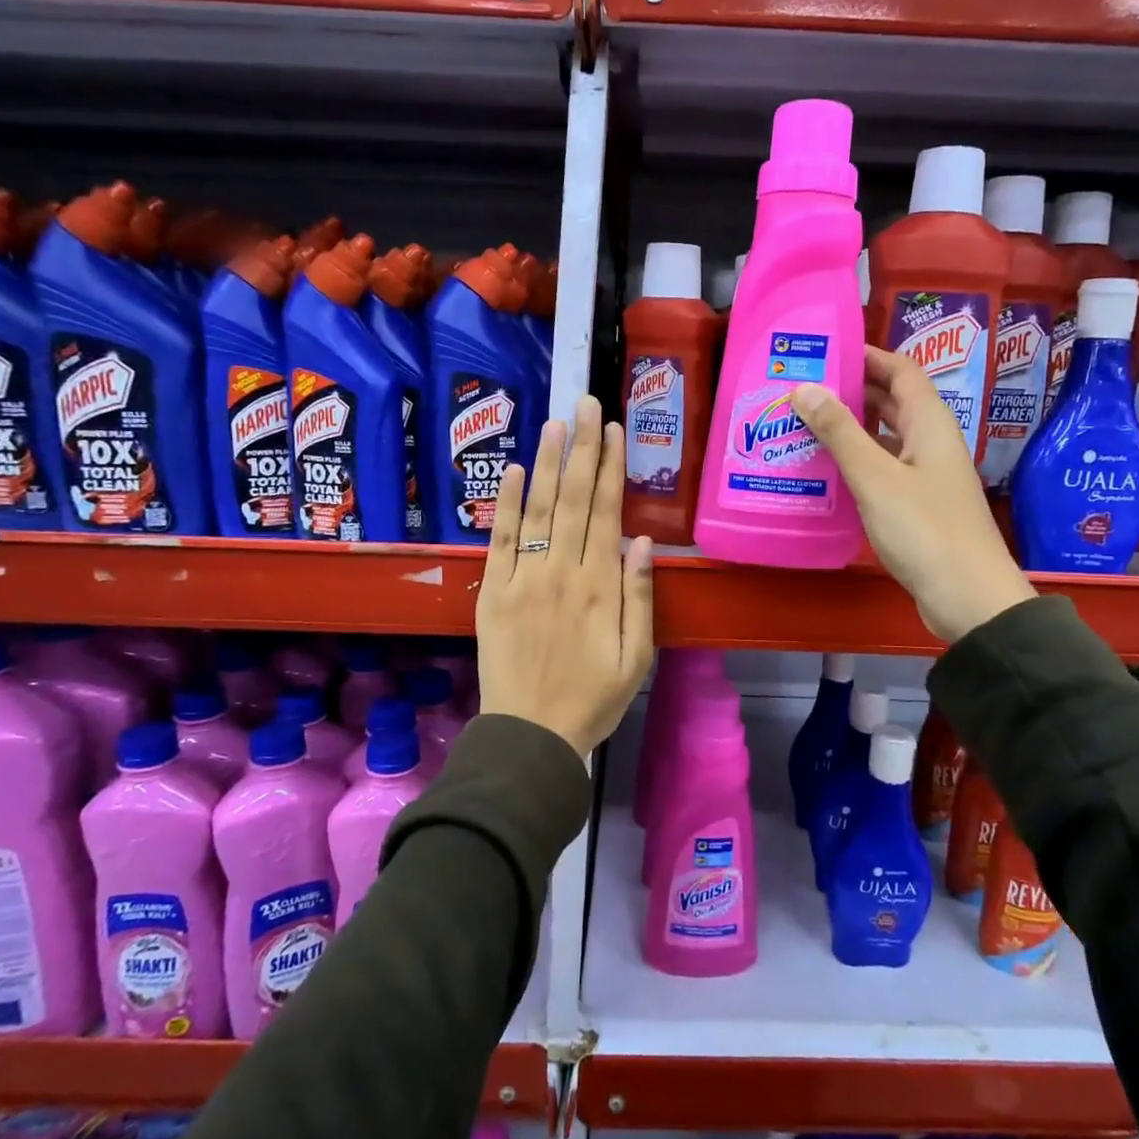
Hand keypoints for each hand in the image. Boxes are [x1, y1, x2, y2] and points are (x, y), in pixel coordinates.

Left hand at [476, 396, 655, 756]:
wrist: (531, 735)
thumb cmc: (593, 699)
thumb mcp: (637, 657)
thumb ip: (641, 597)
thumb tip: (645, 542)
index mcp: (600, 586)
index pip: (606, 512)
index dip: (611, 467)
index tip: (612, 429)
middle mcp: (562, 572)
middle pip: (574, 499)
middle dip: (582, 448)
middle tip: (585, 403)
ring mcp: (523, 579)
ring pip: (539, 509)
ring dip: (549, 462)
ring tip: (556, 422)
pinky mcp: (492, 591)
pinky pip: (501, 539)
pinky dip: (508, 503)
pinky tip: (518, 470)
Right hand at [793, 346, 1034, 642]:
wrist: (968, 598)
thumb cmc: (924, 530)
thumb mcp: (875, 478)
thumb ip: (840, 432)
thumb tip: (805, 388)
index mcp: (929, 424)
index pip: (901, 370)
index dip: (867, 355)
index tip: (824, 352)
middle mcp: (930, 442)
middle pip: (892, 401)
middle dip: (851, 390)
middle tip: (802, 388)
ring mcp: (925, 475)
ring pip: (884, 437)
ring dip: (850, 428)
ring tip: (803, 425)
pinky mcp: (917, 505)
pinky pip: (882, 469)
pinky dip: (855, 462)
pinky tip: (824, 471)